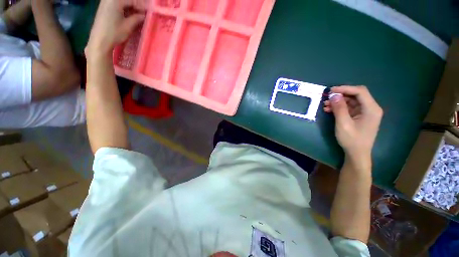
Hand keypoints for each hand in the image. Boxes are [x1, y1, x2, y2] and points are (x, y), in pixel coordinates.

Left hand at [86, 0, 146, 56]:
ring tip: (139, 14)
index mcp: (115, 1)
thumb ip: (137, 18)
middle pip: (127, 0)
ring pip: (122, 2)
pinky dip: (125, 7)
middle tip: (145, 13)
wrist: (99, 41)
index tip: (150, 12)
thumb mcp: (128, 26)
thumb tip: (144, 15)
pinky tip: (130, 14)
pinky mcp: (104, 7)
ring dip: (131, 6)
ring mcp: (105, 2)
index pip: (132, 0)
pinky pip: (117, 4)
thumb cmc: (114, 33)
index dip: (142, 6)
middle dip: (136, 5)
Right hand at [324, 86, 382, 160]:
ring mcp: (366, 113)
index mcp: (371, 109)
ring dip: (338, 102)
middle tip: (327, 98)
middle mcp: (371, 108)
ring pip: (352, 101)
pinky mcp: (360, 117)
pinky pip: (350, 108)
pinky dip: (340, 107)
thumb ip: (339, 108)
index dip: (345, 88)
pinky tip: (330, 110)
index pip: (360, 92)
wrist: (357, 153)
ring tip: (325, 105)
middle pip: (356, 95)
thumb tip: (334, 95)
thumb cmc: (352, 140)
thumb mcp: (343, 124)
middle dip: (341, 95)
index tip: (331, 91)